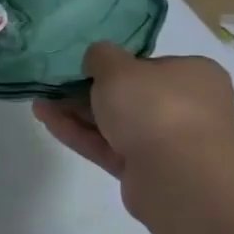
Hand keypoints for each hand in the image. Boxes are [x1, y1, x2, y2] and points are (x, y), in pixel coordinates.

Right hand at [33, 43, 233, 216]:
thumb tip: (97, 61)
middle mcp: (188, 107)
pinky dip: (80, 135)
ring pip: (116, 123)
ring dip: (77, 113)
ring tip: (39, 104)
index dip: (115, 65)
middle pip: (129, 96)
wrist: (180, 178)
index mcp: (194, 76)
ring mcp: (169, 143)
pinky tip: (48, 122)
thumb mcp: (117, 67)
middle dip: (87, 92)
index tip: (85, 67)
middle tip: (54, 87)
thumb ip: (100, 56)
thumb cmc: (155, 107)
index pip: (150, 66)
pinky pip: (109, 147)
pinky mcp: (148, 170)